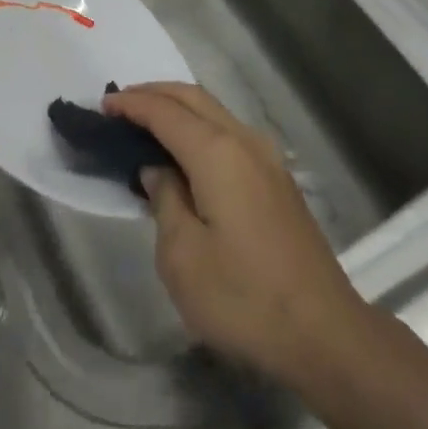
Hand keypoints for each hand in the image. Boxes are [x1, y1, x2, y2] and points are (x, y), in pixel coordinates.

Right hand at [104, 82, 366, 387]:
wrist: (325, 335)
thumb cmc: (244, 298)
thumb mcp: (182, 258)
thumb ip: (164, 201)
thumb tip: (158, 171)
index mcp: (216, 152)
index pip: (164, 112)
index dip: (131, 104)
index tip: (102, 105)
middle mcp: (243, 141)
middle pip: (192, 97)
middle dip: (154, 93)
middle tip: (120, 105)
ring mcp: (266, 158)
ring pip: (214, 112)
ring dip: (178, 108)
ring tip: (146, 124)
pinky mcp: (277, 179)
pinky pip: (228, 133)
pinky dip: (199, 127)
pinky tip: (185, 153)